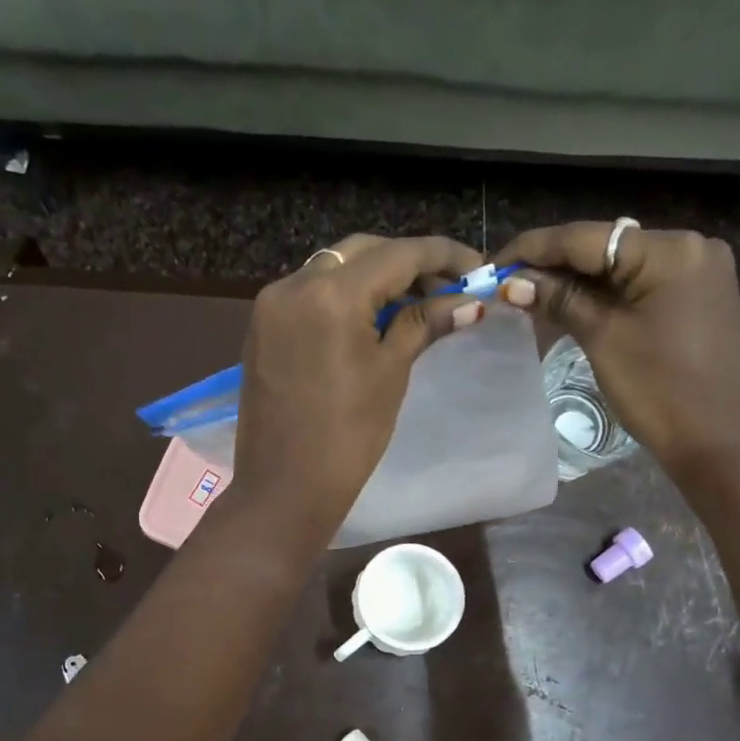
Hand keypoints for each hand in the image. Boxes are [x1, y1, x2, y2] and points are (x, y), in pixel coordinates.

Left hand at [232, 233, 484, 533]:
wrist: (285, 488)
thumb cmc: (348, 438)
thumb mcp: (390, 374)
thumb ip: (423, 325)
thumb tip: (469, 304)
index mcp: (331, 293)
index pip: (397, 254)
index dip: (443, 255)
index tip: (477, 267)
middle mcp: (294, 284)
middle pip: (362, 253)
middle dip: (407, 263)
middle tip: (446, 288)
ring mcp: (271, 305)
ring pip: (333, 269)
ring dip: (374, 277)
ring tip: (413, 303)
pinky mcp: (262, 328)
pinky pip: (310, 294)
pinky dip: (343, 296)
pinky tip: (369, 319)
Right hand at [494, 223, 739, 470]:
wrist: (719, 441)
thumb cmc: (660, 391)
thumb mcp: (604, 340)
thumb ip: (561, 300)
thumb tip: (515, 281)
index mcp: (669, 249)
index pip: (586, 237)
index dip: (534, 248)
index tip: (494, 263)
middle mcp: (689, 246)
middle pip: (605, 247)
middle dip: (554, 264)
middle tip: (508, 282)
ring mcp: (697, 271)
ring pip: (622, 266)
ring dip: (577, 280)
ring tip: (530, 293)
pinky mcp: (697, 296)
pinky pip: (641, 285)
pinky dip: (605, 294)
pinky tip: (571, 304)